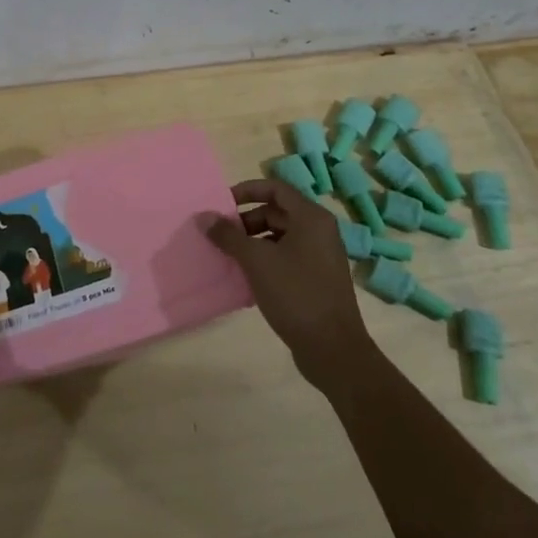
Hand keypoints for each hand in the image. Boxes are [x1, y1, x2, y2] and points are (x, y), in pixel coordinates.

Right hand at [205, 179, 373, 394]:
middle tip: (221, 234)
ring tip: (229, 255)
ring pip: (280, 235)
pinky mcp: (317, 278)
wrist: (333, 349)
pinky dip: (265, 258)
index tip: (222, 204)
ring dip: (253, 240)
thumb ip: (228, 235)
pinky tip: (246, 275)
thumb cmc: (296, 294)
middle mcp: (319, 231)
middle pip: (277, 211)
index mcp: (311, 218)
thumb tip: (204, 217)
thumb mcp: (256, 261)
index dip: (246, 190)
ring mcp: (320, 256)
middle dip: (246, 219)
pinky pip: (286, 256)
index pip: (275, 188)